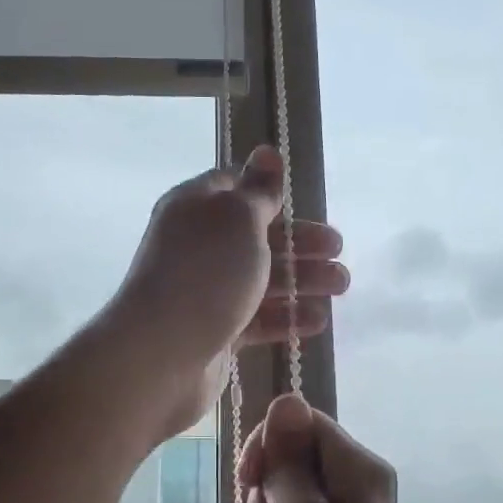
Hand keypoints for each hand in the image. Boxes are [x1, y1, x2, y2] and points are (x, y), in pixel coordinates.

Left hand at [105, 147, 346, 436]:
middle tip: (338, 248)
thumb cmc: (205, 274)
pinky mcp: (216, 331)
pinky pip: (258, 318)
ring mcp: (207, 291)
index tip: (302, 197)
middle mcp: (199, 246)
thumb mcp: (238, 219)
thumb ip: (259, 190)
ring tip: (341, 285)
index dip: (268, 191)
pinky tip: (316, 321)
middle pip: (257, 236)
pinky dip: (287, 317)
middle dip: (300, 240)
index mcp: (196, 208)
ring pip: (262, 279)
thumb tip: (266, 149)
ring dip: (303, 279)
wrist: (161, 354)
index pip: (234, 189)